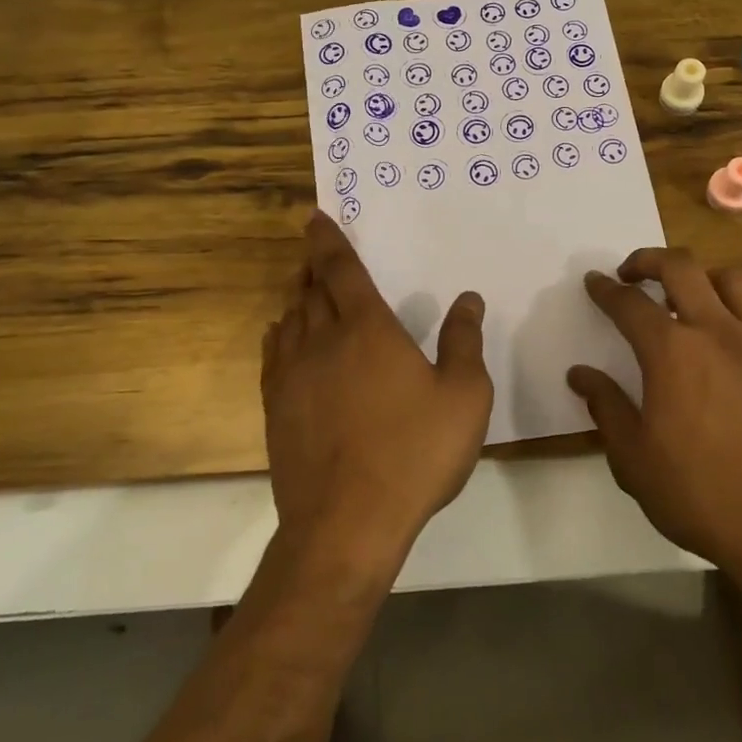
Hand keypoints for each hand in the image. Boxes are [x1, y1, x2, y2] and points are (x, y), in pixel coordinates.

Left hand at [261, 212, 493, 574]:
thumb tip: (468, 299)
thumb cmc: (413, 453)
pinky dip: (279, 334)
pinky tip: (283, 335)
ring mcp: (293, 374)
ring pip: (289, 318)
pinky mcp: (276, 408)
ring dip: (297, 296)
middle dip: (312, 265)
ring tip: (305, 288)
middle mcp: (323, 340)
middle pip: (311, 289)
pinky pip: (273, 354)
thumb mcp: (463, 396)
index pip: (342, 269)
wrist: (345, 524)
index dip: (328, 240)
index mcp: (367, 329)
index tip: (314, 217)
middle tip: (315, 251)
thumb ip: (464, 342)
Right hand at [567, 249, 741, 582]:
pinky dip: (735, 302)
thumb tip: (580, 374)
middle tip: (631, 274)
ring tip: (684, 295)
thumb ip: (606, 407)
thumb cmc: (701, 496)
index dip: (606, 290)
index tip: (594, 282)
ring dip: (699, 275)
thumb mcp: (634, 460)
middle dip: (647, 260)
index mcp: (671, 353)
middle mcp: (715, 331)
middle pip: (680, 267)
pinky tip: (725, 330)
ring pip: (729, 277)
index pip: (629, 304)